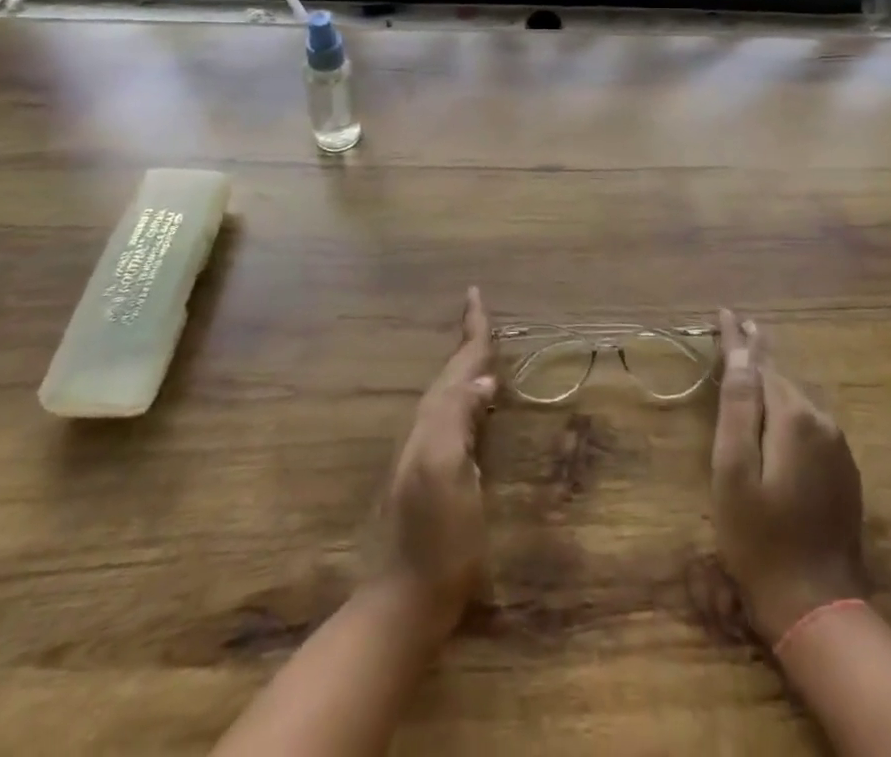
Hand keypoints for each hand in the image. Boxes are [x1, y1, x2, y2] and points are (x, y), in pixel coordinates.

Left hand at [373, 287, 496, 635]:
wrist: (407, 596)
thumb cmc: (436, 537)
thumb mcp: (447, 473)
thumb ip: (459, 420)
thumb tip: (483, 380)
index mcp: (434, 421)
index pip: (457, 365)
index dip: (471, 331)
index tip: (475, 294)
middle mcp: (428, 428)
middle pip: (451, 373)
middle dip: (467, 342)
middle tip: (481, 314)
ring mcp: (430, 452)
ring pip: (450, 393)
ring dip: (465, 366)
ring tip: (480, 347)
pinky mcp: (439, 474)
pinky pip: (455, 416)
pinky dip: (467, 396)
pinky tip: (476, 404)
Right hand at [710, 309, 866, 644]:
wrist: (817, 607)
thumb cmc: (760, 538)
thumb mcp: (734, 470)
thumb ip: (738, 408)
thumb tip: (742, 354)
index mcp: (794, 418)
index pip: (760, 364)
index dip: (739, 339)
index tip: (724, 311)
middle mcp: (823, 423)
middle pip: (780, 378)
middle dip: (755, 355)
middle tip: (734, 329)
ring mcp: (838, 449)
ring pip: (796, 400)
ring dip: (770, 383)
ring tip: (747, 363)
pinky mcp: (843, 472)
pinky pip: (808, 425)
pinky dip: (786, 410)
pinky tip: (772, 412)